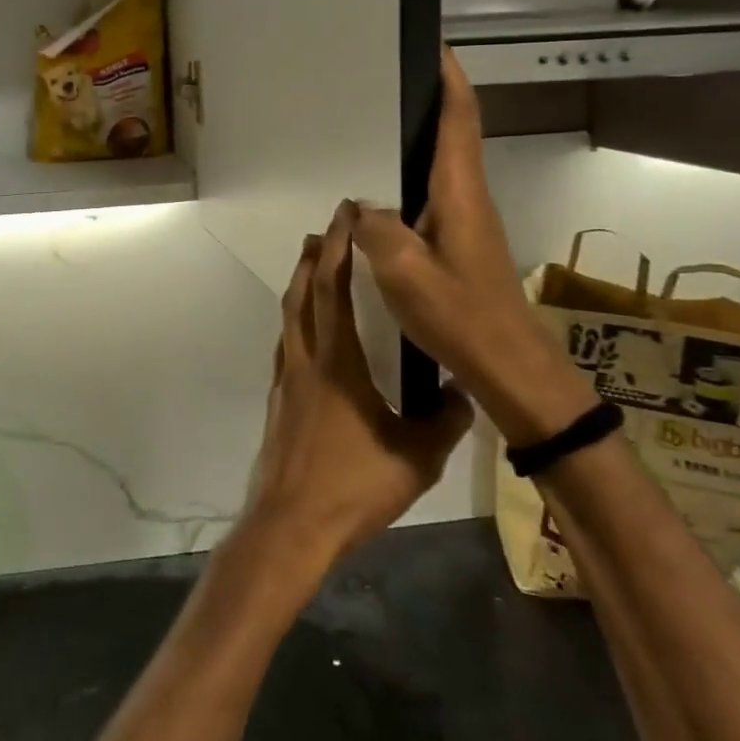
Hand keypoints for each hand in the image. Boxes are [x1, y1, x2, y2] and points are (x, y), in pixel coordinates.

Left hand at [242, 204, 472, 579]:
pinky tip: (308, 333)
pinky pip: (286, 344)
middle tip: (327, 229)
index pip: (332, 288)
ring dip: (300, 284)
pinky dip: (296, 321)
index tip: (346, 215)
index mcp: (337, 362)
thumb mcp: (416, 457)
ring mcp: (285, 379)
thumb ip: (444, 421)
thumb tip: (462, 392)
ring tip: (313, 266)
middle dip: (313, 255)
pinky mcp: (277, 400)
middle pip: (302, 293)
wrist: (291, 525)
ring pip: (289, 316)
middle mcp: (304, 360)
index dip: (338, 247)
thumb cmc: (353, 487)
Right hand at [349, 47, 591, 445]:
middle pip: (451, 135)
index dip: (450, 81)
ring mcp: (466, 222)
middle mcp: (467, 198)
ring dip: (414, 143)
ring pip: (438, 168)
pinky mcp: (458, 244)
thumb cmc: (460, 316)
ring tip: (371, 131)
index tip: (435, 46)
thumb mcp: (403, 272)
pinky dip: (405, 184)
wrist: (508, 366)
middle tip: (383, 84)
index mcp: (459, 193)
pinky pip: (428, 199)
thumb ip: (376, 229)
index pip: (459, 121)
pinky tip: (375, 200)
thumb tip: (359, 206)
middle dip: (427, 102)